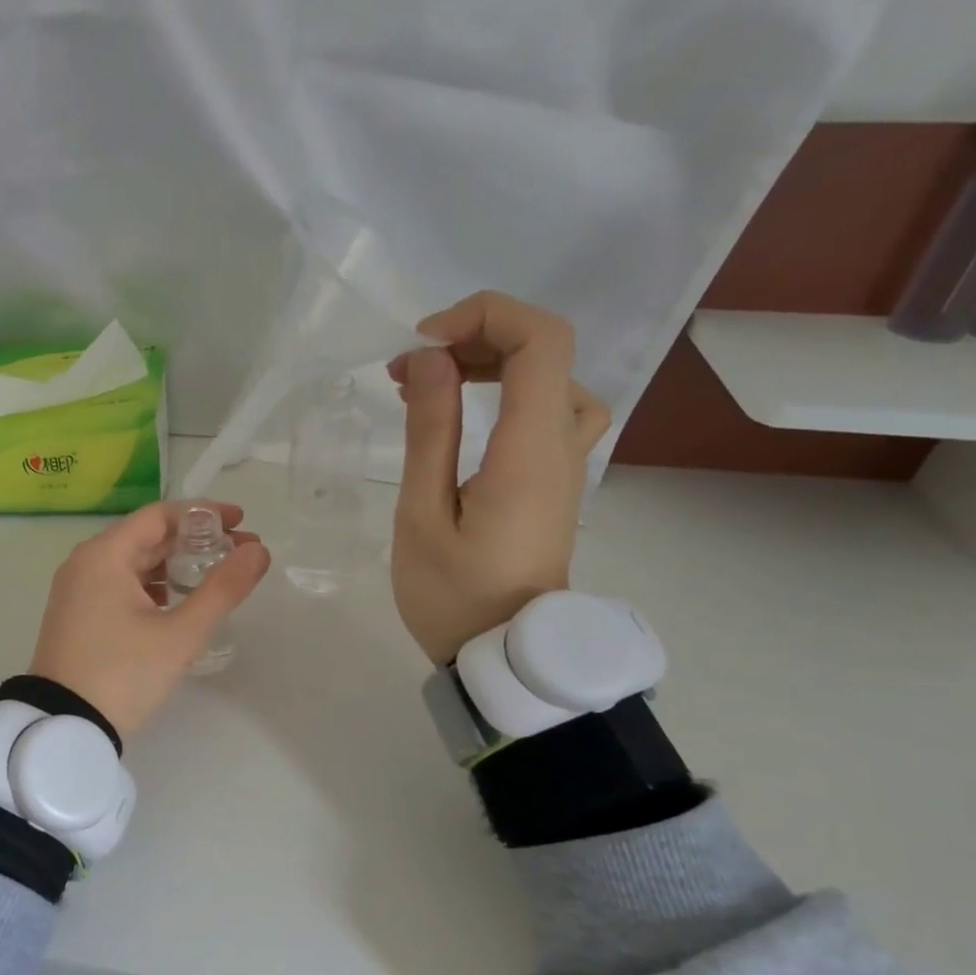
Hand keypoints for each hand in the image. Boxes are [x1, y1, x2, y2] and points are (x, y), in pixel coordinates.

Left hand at [30, 501, 270, 735]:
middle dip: (195, 542)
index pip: (160, 515)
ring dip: (175, 565)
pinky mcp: (78, 615)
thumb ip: (223, 589)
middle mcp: (86, 563)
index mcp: (104, 555)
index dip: (204, 514)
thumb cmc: (123, 674)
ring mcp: (78, 590)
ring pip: (134, 563)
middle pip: (147, 537)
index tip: (241, 522)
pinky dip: (154, 587)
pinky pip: (121, 585)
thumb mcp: (180, 634)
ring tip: (216, 578)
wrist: (64, 727)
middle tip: (240, 553)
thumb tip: (258, 551)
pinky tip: (179, 603)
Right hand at [388, 292, 611, 664]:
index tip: (423, 346)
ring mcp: (567, 464)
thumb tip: (431, 359)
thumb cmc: (454, 596)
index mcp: (531, 450)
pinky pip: (548, 410)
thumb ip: (431, 431)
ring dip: (490, 364)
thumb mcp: (423, 515)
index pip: (540, 339)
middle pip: (545, 350)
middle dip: (473, 339)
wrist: (506, 657)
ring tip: (431, 388)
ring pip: (550, 379)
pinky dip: (507, 393)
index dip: (484, 316)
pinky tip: (467, 417)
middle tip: (408, 372)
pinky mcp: (556, 482)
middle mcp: (562, 445)